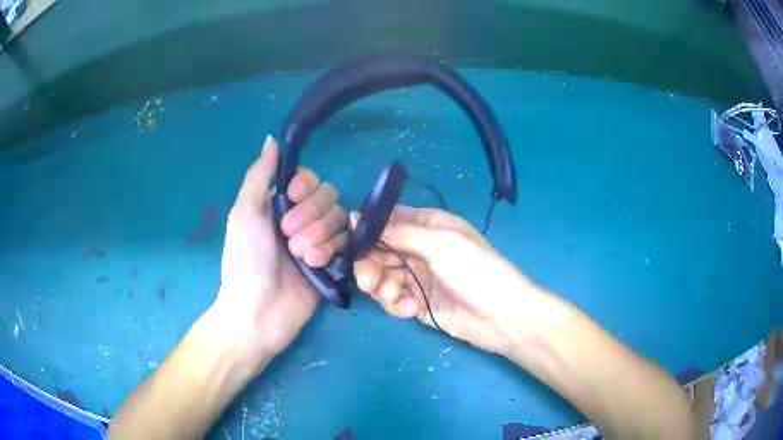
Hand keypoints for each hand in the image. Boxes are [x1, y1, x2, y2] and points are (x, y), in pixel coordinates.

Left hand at [214, 136, 346, 372]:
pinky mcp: (332, 263)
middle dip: (310, 217)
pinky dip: (331, 252)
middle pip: (328, 197)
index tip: (293, 198)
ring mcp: (317, 241)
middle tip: (289, 239)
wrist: (258, 312)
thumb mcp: (245, 213)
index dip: (306, 187)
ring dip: (319, 237)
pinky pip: (347, 243)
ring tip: (301, 258)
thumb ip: (260, 174)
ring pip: (338, 220)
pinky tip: (315, 266)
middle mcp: (300, 219)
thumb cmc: (245, 260)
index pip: (309, 179)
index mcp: (278, 204)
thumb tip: (272, 138)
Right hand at [352, 205, 550, 353]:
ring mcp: (418, 277)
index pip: (387, 221)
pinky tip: (412, 310)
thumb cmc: (475, 271)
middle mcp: (419, 248)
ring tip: (396, 298)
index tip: (351, 244)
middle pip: (378, 251)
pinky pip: (393, 299)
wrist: (501, 317)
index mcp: (427, 226)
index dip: (367, 231)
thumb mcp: (439, 243)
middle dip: (370, 266)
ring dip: (382, 288)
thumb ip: (398, 231)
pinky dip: (397, 304)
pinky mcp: (417, 302)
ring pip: (382, 277)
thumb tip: (357, 216)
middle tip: (368, 282)